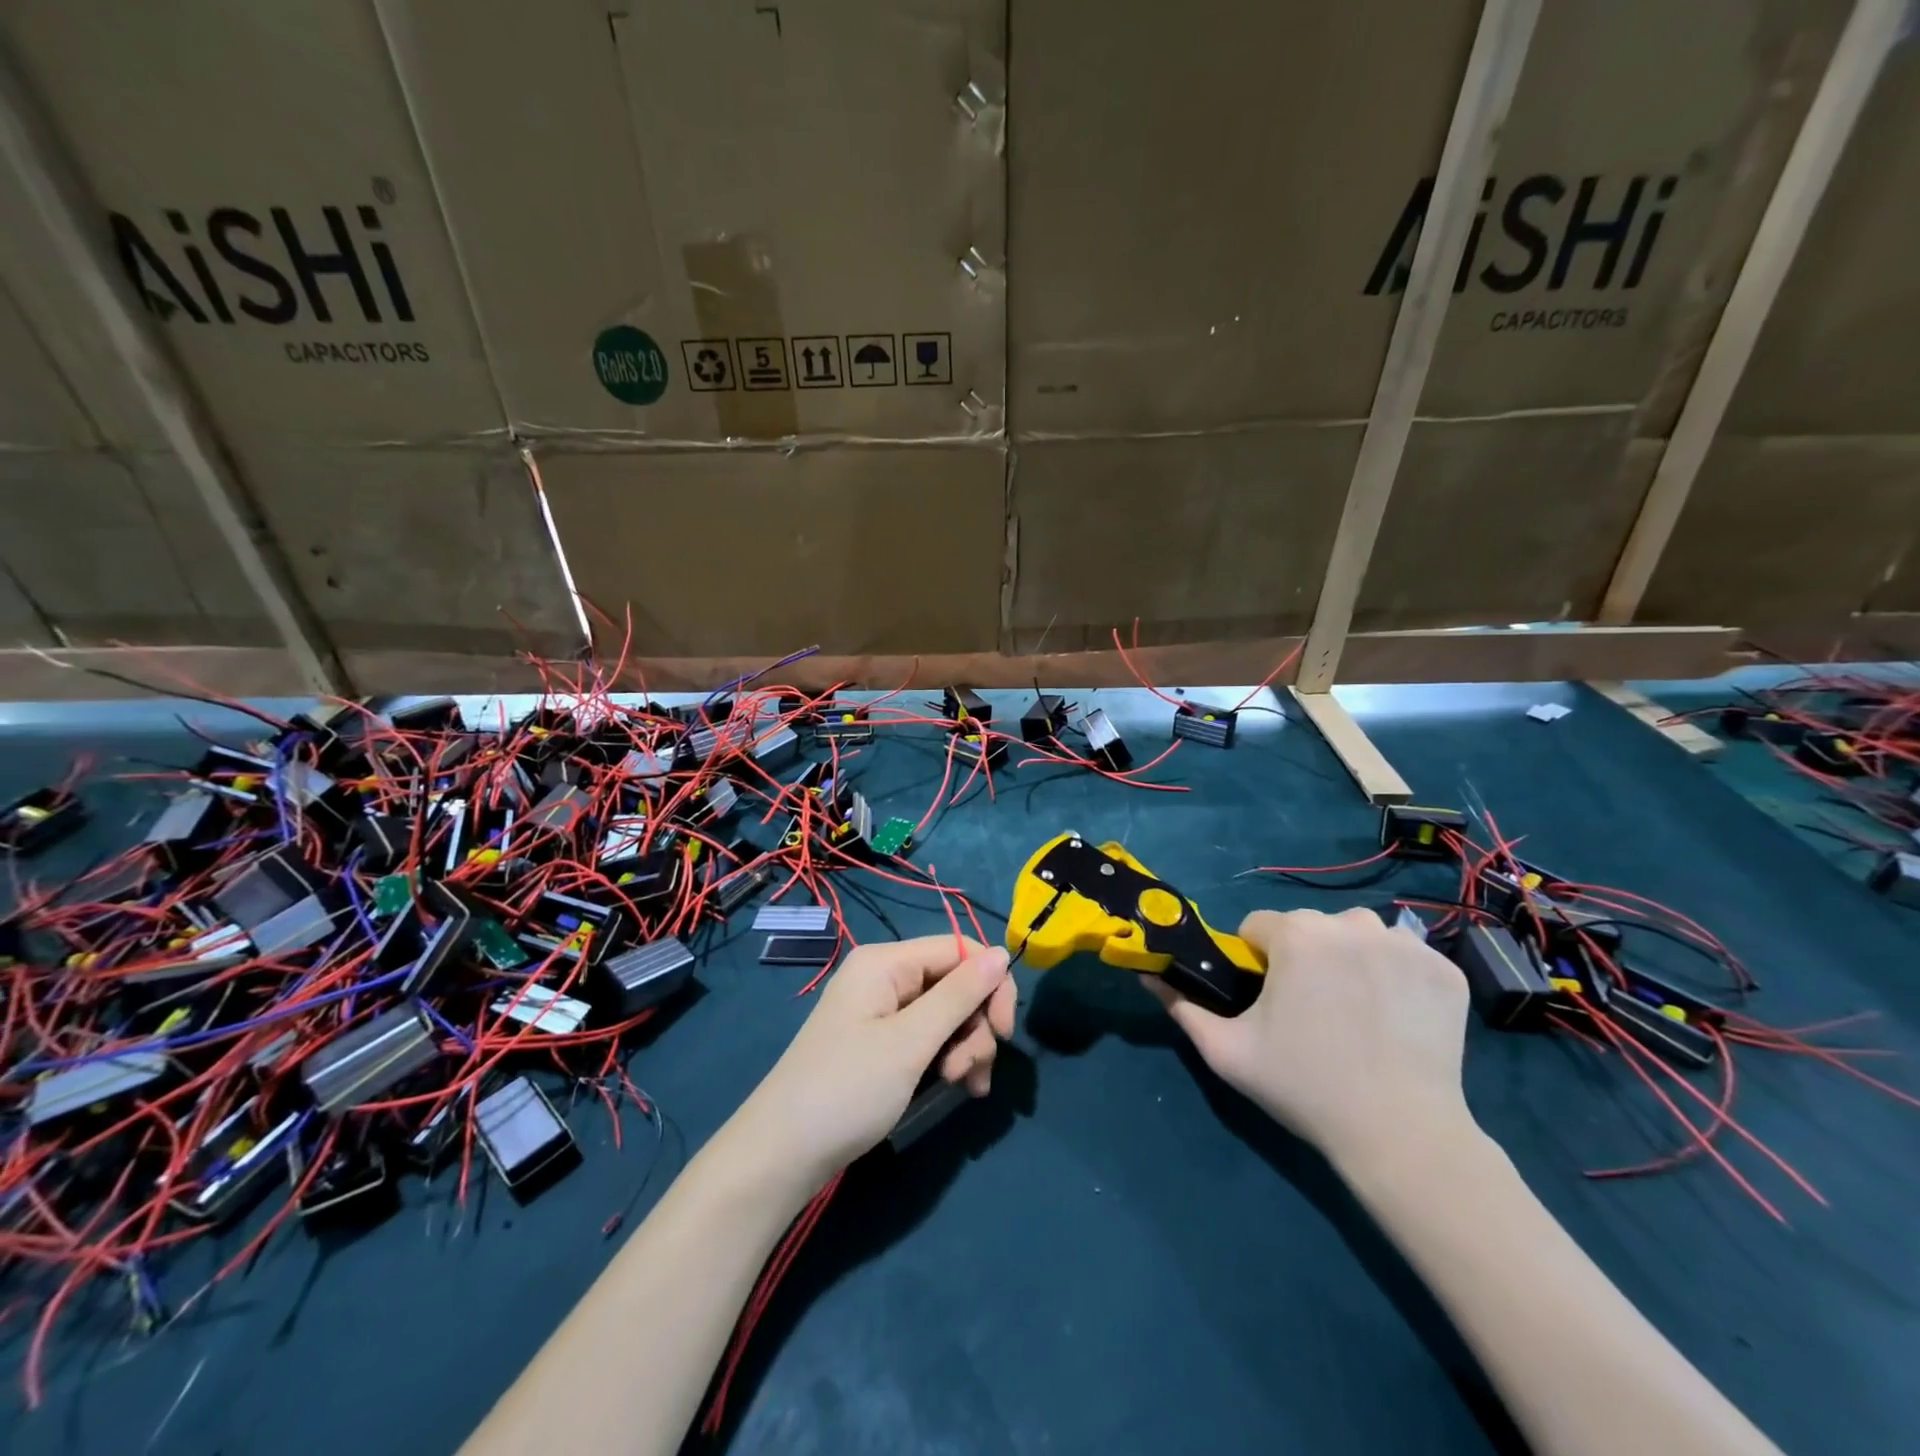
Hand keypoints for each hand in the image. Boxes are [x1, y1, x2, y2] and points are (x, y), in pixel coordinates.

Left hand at [735, 936, 1015, 1189]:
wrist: (783, 1155)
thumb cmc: (847, 1090)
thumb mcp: (910, 1042)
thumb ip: (959, 995)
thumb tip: (1002, 953)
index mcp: (886, 962)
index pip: (960, 949)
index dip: (991, 984)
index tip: (1006, 1031)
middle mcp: (885, 977)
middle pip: (956, 983)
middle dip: (975, 1026)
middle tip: (971, 1073)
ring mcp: (882, 1012)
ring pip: (948, 1014)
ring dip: (965, 1048)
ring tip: (960, 1087)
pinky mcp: (882, 1043)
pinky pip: (929, 1037)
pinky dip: (948, 1059)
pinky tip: (956, 1089)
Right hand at [1144, 908, 1474, 1170]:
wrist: (1402, 1136)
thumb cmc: (1305, 1087)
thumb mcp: (1226, 1051)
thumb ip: (1181, 1006)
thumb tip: (1148, 975)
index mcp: (1296, 934)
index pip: (1258, 927)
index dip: (1255, 962)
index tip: (1267, 1002)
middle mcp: (1349, 923)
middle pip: (1308, 927)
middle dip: (1301, 957)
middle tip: (1310, 1012)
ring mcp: (1405, 944)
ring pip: (1356, 935)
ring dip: (1348, 959)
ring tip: (1354, 1011)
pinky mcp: (1444, 968)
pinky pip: (1404, 956)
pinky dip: (1395, 976)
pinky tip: (1395, 1016)